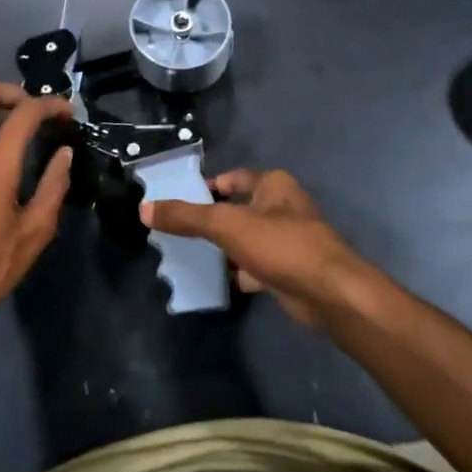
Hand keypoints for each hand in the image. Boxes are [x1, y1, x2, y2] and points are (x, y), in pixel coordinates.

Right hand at [140, 168, 370, 327]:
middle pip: (239, 208)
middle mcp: (283, 207)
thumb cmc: (280, 245)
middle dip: (213, 219)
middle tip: (179, 230)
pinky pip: (256, 266)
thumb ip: (185, 217)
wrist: (328, 293)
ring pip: (247, 239)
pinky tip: (217, 281)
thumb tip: (144, 208)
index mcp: (273, 185)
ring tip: (191, 255)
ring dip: (226, 247)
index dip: (208, 185)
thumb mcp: (225, 225)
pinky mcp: (289, 270)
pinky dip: (239, 273)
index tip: (180, 199)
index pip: (233, 178)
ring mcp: (288, 240)